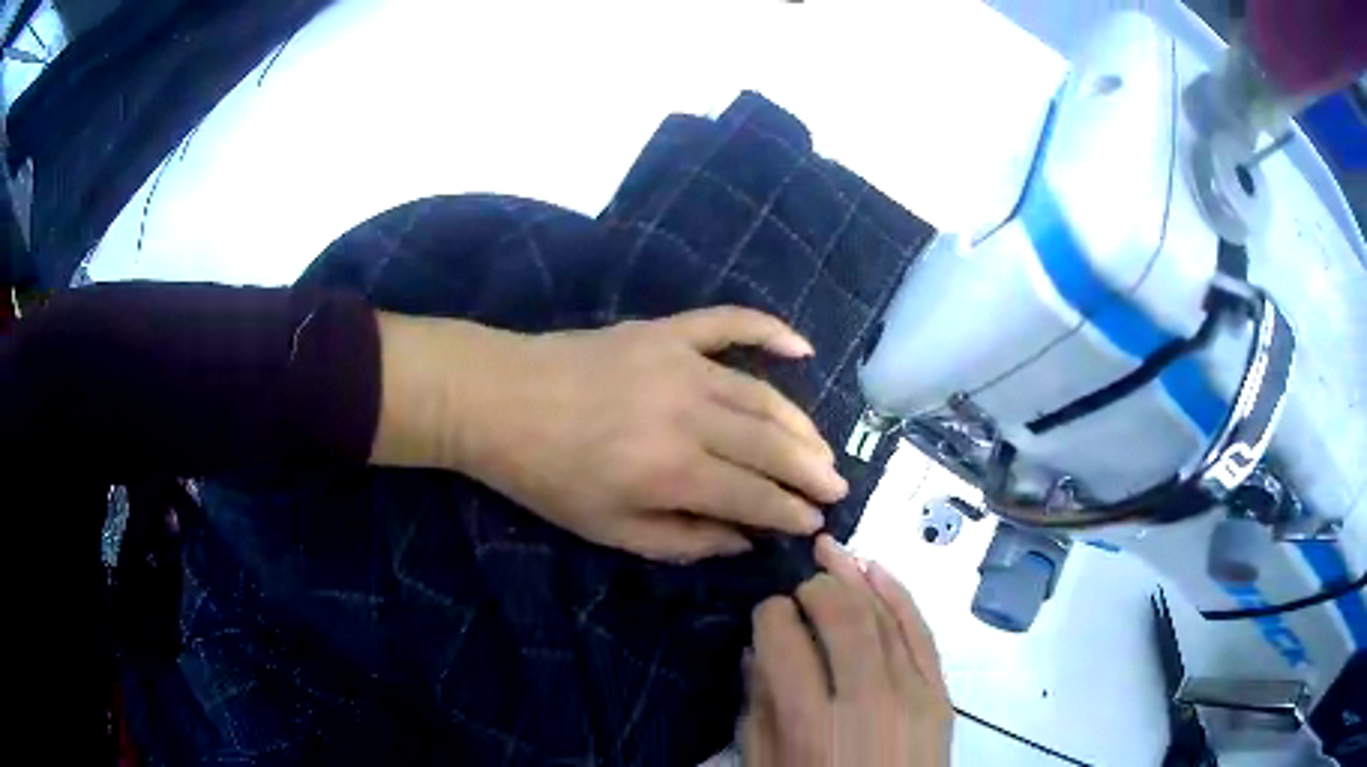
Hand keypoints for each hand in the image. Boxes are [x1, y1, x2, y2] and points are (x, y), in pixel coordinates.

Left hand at [370, 307, 847, 561]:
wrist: (498, 400)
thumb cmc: (547, 475)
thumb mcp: (608, 530)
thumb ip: (682, 539)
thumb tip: (742, 539)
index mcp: (671, 471)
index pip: (754, 494)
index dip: (790, 511)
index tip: (815, 521)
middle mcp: (689, 414)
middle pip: (769, 444)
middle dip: (810, 470)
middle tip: (836, 485)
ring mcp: (680, 364)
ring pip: (761, 394)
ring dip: (800, 423)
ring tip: (823, 446)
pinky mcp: (665, 332)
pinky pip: (728, 323)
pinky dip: (768, 329)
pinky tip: (802, 347)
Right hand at [743, 535, 951, 765]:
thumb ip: (759, 712)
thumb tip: (756, 653)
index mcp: (810, 724)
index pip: (783, 640)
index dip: (768, 615)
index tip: (763, 614)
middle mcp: (865, 700)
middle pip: (841, 615)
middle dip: (813, 588)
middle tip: (798, 588)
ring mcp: (913, 693)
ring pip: (883, 614)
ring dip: (854, 576)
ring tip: (830, 550)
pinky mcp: (941, 694)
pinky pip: (922, 632)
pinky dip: (900, 594)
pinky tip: (877, 569)